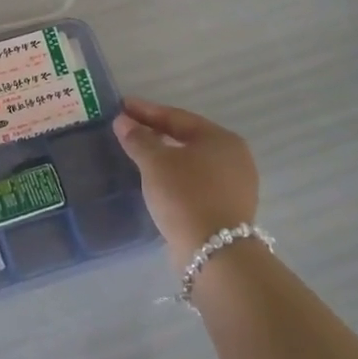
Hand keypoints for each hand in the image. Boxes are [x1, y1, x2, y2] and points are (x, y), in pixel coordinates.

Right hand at [113, 98, 259, 264]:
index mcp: (221, 139)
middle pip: (187, 138)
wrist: (215, 253)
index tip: (122, 105)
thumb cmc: (185, 196)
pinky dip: (175, 176)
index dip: (146, 111)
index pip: (176, 117)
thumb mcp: (155, 163)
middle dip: (156, 132)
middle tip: (128, 127)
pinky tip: (157, 179)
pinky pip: (196, 181)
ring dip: (165, 155)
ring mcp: (235, 184)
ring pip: (192, 161)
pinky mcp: (228, 208)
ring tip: (139, 153)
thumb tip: (123, 121)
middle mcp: (234, 157)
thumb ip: (138, 139)